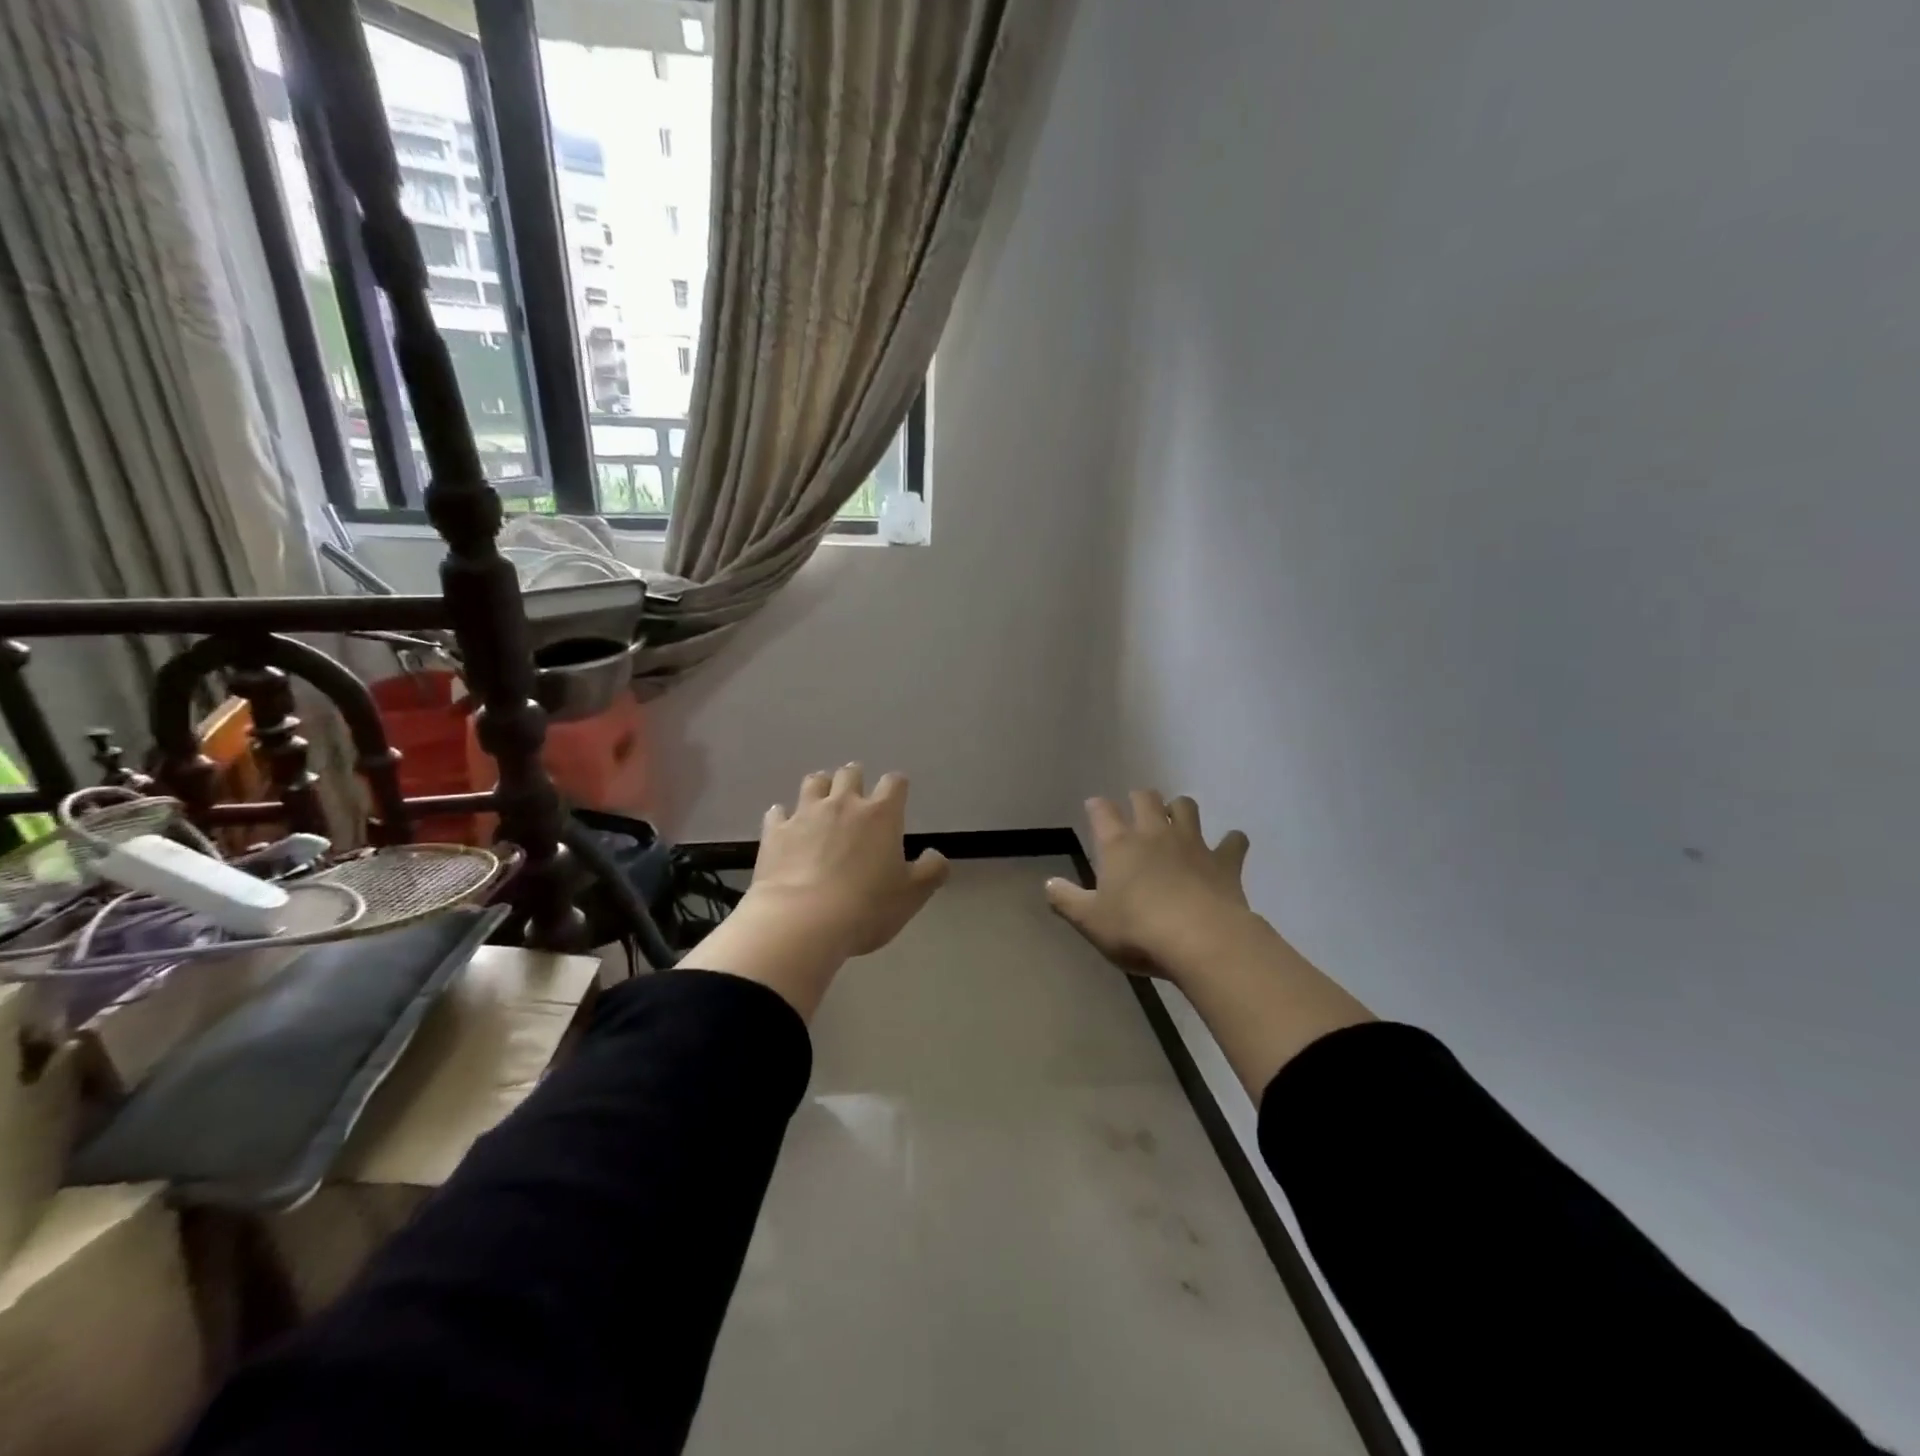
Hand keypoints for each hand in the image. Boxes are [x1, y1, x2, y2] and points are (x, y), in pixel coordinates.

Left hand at [679, 765, 948, 1019]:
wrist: (802, 920)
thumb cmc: (866, 907)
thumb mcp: (912, 895)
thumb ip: (931, 871)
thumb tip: (935, 856)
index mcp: (881, 814)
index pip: (894, 783)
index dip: (897, 786)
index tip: (897, 796)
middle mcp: (843, 804)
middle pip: (850, 773)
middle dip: (855, 778)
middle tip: (856, 792)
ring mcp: (805, 814)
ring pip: (813, 783)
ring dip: (820, 787)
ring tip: (822, 798)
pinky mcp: (776, 832)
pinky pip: (777, 812)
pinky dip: (783, 816)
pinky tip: (784, 824)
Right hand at [1047, 790, 1372, 1095]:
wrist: (1200, 940)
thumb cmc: (1137, 930)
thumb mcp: (1090, 921)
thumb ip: (1066, 900)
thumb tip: (1048, 883)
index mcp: (1119, 845)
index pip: (1102, 812)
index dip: (1097, 806)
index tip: (1094, 806)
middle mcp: (1155, 834)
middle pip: (1147, 799)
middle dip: (1140, 798)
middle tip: (1138, 807)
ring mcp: (1192, 844)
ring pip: (1187, 808)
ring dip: (1181, 809)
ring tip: (1178, 819)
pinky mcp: (1225, 862)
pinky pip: (1233, 842)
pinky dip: (1231, 842)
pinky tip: (1230, 847)